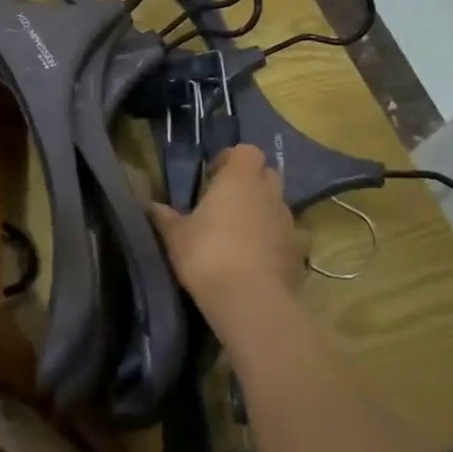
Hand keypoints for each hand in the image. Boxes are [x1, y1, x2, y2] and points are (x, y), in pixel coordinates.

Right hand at [149, 145, 302, 328]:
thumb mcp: (176, 236)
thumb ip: (165, 217)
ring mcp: (289, 222)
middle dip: (251, 183)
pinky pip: (291, 238)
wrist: (250, 300)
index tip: (213, 177)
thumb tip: (152, 205)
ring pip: (279, 206)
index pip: (246, 151)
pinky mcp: (300, 253)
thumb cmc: (207, 255)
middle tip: (227, 203)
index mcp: (239, 179)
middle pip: (268, 174)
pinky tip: (262, 260)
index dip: (231, 160)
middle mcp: (269, 194)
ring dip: (264, 213)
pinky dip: (278, 242)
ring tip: (243, 235)